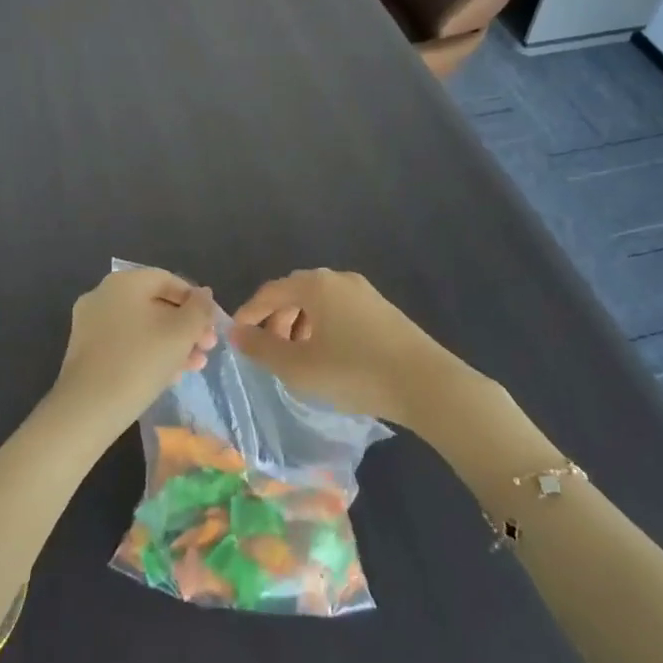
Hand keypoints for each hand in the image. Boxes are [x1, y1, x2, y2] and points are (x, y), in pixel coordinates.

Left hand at [52, 267, 218, 432]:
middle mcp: (103, 296)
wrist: (88, 409)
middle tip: (207, 348)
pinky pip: (125, 344)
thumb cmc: (140, 361)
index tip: (213, 325)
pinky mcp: (86, 352)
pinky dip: (149, 354)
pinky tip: (169, 376)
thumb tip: (204, 294)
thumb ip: (199, 309)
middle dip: (186, 326)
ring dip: (172, 343)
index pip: (168, 280)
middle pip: (155, 304)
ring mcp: (90, 324)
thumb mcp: (181, 333)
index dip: (195, 300)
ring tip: (195, 366)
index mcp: (124, 282)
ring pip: (141, 327)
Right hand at [231, 269, 477, 430]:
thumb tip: (236, 333)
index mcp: (316, 284)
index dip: (249, 313)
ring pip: (319, 303)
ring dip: (300, 325)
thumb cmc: (354, 372)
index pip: (270, 291)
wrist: (426, 384)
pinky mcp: (383, 310)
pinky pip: (340, 311)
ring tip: (296, 358)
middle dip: (276, 320)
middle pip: (295, 293)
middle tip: (267, 351)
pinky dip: (323, 328)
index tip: (236, 337)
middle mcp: (339, 279)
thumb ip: (262, 349)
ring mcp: (365, 293)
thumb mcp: (300, 367)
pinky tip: (327, 357)